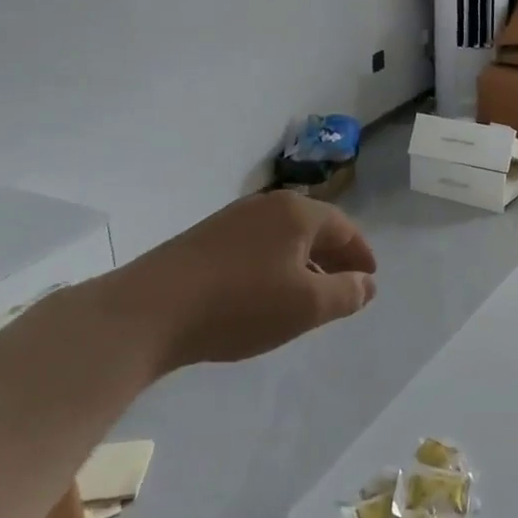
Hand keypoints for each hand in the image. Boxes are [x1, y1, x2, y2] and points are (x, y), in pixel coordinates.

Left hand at [95, 191, 377, 371]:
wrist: (147, 312)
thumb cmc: (240, 305)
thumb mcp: (306, 307)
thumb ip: (346, 293)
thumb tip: (367, 283)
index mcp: (297, 213)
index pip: (344, 227)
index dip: (361, 254)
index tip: (370, 278)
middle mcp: (266, 205)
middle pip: (313, 227)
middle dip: (333, 256)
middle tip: (345, 285)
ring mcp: (231, 219)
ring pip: (283, 237)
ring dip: (303, 262)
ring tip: (307, 294)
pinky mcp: (204, 239)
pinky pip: (256, 246)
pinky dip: (274, 265)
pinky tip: (265, 293)